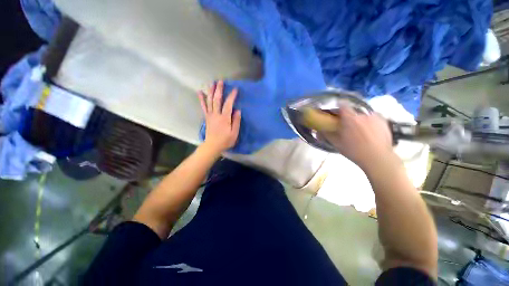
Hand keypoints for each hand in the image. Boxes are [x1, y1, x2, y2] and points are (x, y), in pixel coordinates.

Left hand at [198, 81, 240, 153]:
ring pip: (209, 101)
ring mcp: (210, 115)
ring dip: (210, 91)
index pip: (228, 104)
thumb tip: (237, 111)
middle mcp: (216, 114)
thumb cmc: (225, 140)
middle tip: (220, 81)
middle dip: (219, 90)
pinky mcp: (207, 117)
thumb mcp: (234, 133)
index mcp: (224, 118)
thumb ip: (236, 121)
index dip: (231, 96)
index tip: (235, 89)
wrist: (213, 146)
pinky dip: (201, 99)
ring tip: (211, 83)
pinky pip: (204, 106)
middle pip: (217, 100)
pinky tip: (200, 92)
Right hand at [323, 107, 394, 169]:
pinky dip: (369, 123)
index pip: (342, 104)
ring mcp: (375, 117)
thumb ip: (326, 134)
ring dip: (359, 120)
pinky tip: (370, 133)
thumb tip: (318, 130)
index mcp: (350, 118)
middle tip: (347, 126)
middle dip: (349, 116)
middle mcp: (362, 114)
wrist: (378, 158)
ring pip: (363, 115)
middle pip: (352, 110)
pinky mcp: (384, 121)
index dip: (338, 107)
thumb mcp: (337, 143)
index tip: (336, 113)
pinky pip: (373, 118)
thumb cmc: (354, 151)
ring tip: (360, 131)